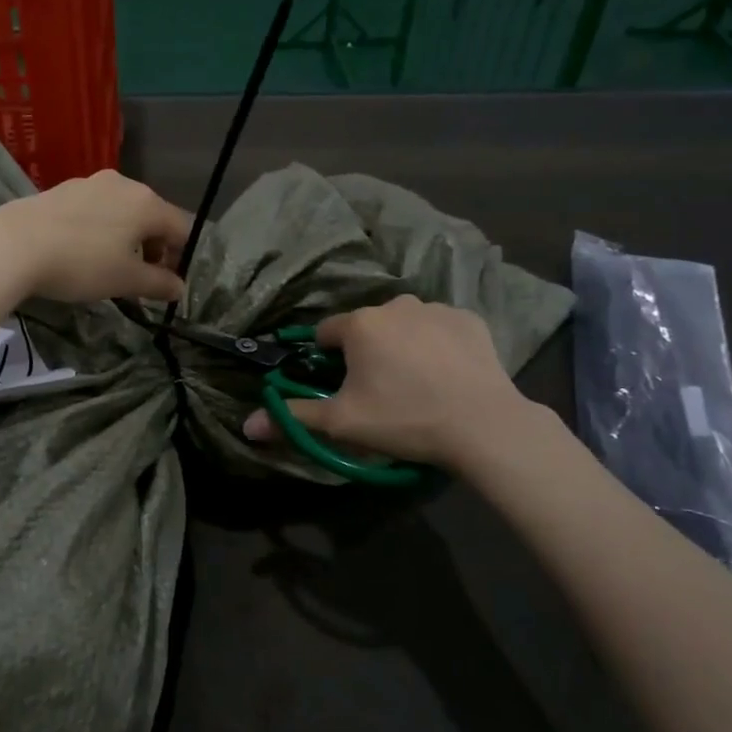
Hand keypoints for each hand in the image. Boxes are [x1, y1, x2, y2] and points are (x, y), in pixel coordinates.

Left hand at [0, 171, 192, 304]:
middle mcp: (123, 184)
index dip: (182, 257)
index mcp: (147, 202)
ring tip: (109, 267)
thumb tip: (180, 287)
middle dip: (153, 248)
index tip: (167, 283)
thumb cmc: (81, 263)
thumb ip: (158, 283)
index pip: (182, 228)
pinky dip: (100, 231)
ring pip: (122, 212)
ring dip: (125, 239)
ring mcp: (89, 183)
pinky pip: (95, 210)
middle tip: (140, 279)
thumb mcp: (125, 280)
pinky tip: (81, 252)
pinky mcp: (62, 190)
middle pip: (152, 217)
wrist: (12, 245)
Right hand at [241, 295, 535, 469]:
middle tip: (380, 391)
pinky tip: (446, 374)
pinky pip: (439, 329)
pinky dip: (437, 345)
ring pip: (403, 325)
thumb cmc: (404, 419)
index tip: (339, 386)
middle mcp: (394, 305)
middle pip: (366, 328)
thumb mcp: (342, 423)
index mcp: (359, 324)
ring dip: (401, 345)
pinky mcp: (469, 319)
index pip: (325, 334)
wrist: (483, 425)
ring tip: (416, 384)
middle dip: (366, 353)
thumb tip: (248, 425)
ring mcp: (435, 309)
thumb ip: (293, 416)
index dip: (326, 360)